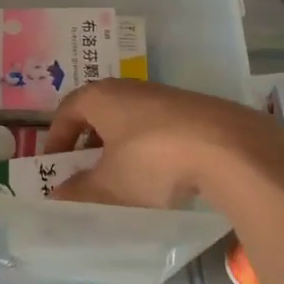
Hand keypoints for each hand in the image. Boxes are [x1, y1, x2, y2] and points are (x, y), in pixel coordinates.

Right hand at [43, 79, 283, 211]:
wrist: (230, 148)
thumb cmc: (153, 161)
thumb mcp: (109, 186)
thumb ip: (79, 191)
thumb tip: (58, 195)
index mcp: (101, 97)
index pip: (67, 111)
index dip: (57, 137)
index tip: (54, 163)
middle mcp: (130, 88)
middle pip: (100, 112)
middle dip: (89, 141)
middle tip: (85, 169)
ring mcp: (166, 96)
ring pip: (132, 119)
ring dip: (121, 145)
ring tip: (123, 176)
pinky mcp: (196, 109)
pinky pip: (160, 127)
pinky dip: (151, 147)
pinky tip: (162, 173)